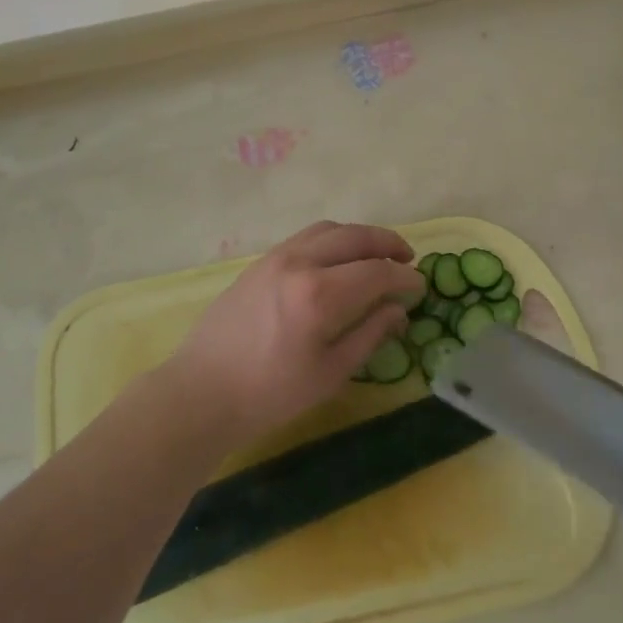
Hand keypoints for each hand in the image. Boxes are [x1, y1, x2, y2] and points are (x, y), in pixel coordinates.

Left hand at [169, 221, 423, 445]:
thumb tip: (398, 311)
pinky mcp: (260, 261)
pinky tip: (339, 260)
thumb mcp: (330, 373)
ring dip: (359, 236)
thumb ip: (369, 335)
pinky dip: (332, 239)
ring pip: (329, 229)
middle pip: (355, 236)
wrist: (202, 391)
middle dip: (387, 243)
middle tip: (407, 259)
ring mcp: (276, 257)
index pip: (377, 272)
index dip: (405, 278)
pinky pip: (306, 237)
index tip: (420, 288)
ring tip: (376, 254)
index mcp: (320, 294)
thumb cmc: (270, 393)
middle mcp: (300, 262)